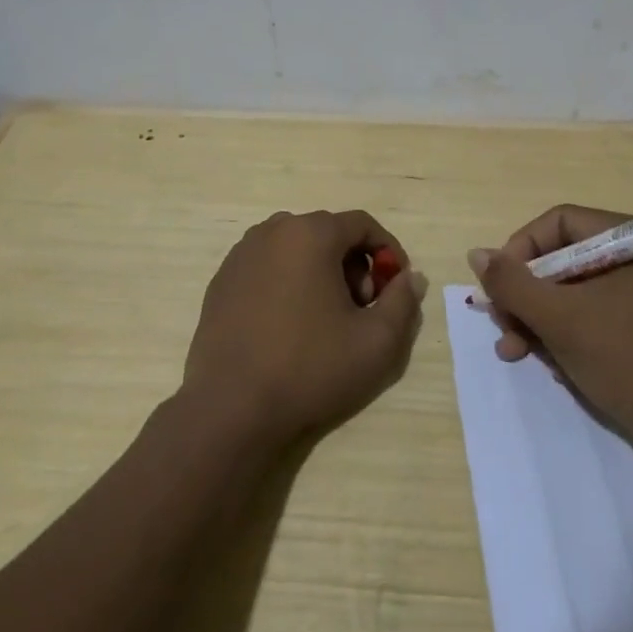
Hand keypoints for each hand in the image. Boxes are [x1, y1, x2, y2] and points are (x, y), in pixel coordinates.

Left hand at [184, 209, 426, 449]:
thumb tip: (411, 278)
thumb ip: (403, 302)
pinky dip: (288, 281)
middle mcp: (272, 231)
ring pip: (296, 248)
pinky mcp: (221, 280)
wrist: (232, 408)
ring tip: (326, 318)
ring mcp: (241, 254)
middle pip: (328, 234)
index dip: (388, 251)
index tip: (396, 285)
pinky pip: (267, 266)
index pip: (362, 224)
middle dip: (354, 264)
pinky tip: (289, 324)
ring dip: (321, 271)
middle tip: (361, 308)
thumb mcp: (376, 341)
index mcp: (311, 234)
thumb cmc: (310, 368)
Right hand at [468, 204, 632, 445]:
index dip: (521, 249)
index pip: (560, 223)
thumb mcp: (558, 319)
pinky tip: (548, 363)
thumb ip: (512, 283)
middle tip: (501, 324)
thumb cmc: (625, 361)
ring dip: (537, 318)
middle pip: (564, 258)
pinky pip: (592, 313)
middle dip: (526, 293)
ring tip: (513, 351)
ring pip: (573, 290)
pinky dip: (564, 332)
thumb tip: (476, 254)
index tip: (498, 286)